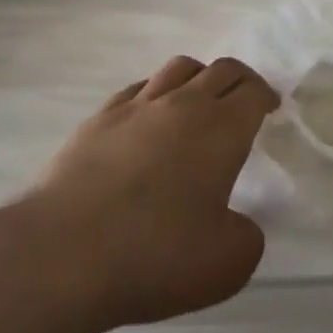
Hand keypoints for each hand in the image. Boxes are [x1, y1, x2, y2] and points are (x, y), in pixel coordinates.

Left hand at [0, 56, 278, 332]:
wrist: (62, 253)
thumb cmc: (155, 256)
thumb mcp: (226, 264)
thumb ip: (246, 237)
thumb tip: (236, 222)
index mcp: (219, 130)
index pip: (252, 92)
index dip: (266, 96)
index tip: (270, 108)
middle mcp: (181, 105)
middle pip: (219, 70)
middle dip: (239, 80)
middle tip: (244, 101)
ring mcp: (135, 107)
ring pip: (177, 68)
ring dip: (198, 77)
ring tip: (198, 103)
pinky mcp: (97, 119)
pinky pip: (138, 88)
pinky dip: (156, 94)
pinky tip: (148, 120)